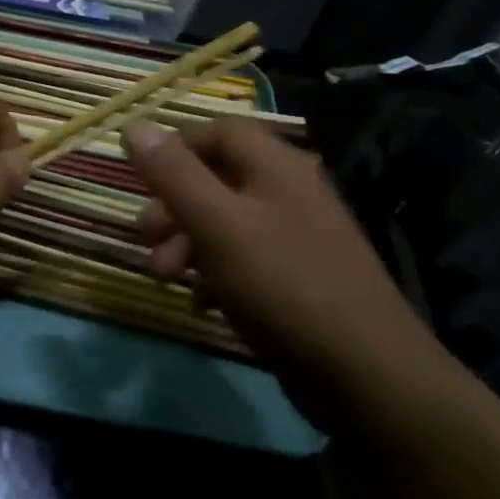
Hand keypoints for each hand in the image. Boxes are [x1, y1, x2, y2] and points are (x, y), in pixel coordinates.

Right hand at [122, 117, 443, 398]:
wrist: (364, 372)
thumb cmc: (282, 284)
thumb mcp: (216, 223)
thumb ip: (173, 174)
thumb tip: (135, 126)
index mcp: (277, 166)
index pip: (220, 131)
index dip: (176, 147)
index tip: (141, 178)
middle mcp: (290, 192)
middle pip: (218, 179)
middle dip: (173, 206)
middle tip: (145, 237)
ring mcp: (297, 237)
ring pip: (226, 223)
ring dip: (187, 243)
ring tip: (164, 278)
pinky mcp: (298, 279)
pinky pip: (244, 260)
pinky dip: (214, 274)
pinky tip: (200, 303)